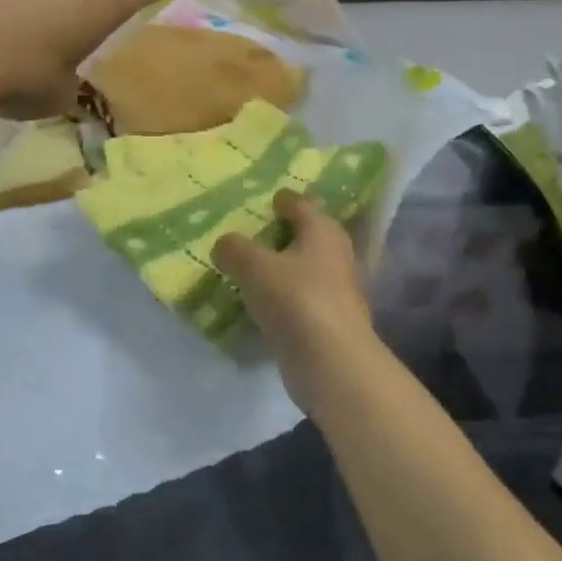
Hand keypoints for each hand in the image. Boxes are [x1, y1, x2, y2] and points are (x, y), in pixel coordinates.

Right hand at [214, 191, 387, 416]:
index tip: (271, 198)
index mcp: (323, 231)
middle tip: (255, 232)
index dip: (286, 200)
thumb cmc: (295, 299)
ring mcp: (336, 291)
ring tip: (251, 268)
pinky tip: (261, 302)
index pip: (304, 205)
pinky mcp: (328, 322)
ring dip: (283, 267)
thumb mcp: (254, 266)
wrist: (332, 362)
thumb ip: (235, 249)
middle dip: (285, 234)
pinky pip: (300, 299)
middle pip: (308, 236)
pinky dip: (283, 297)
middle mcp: (335, 256)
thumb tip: (225, 244)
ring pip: (305, 269)